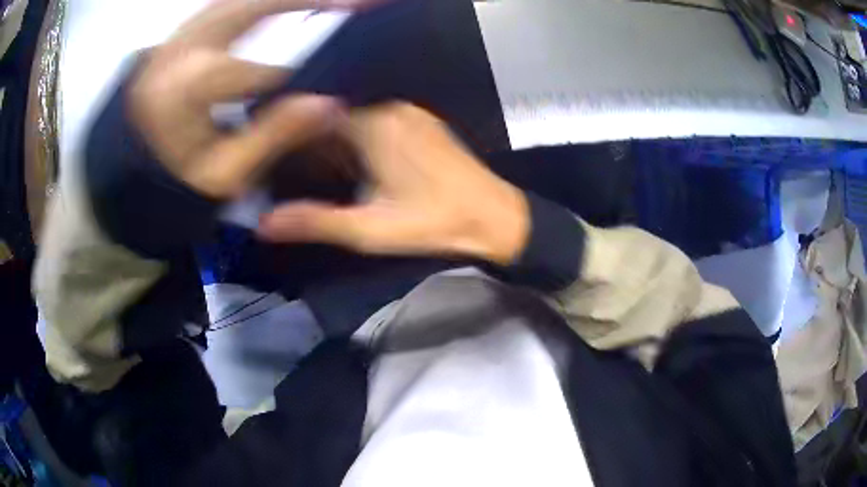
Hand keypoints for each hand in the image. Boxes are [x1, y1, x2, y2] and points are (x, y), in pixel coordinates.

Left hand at [128, 0, 376, 198]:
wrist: (126, 163)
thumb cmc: (172, 176)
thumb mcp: (223, 173)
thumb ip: (272, 136)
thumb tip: (328, 103)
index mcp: (188, 87)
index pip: (261, 70)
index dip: (303, 76)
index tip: (334, 84)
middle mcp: (182, 48)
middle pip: (254, 5)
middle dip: (308, 0)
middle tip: (357, 3)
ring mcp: (177, 34)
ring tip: (331, 0)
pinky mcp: (178, 31)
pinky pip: (225, 2)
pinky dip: (260, 0)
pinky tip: (286, 2)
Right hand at [258, 103, 529, 264]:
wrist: (494, 217)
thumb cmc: (432, 223)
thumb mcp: (368, 229)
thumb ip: (314, 222)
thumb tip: (264, 224)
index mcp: (374, 124)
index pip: (316, 116)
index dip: (294, 138)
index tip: (278, 162)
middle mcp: (391, 108)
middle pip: (336, 116)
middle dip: (315, 143)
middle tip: (296, 173)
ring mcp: (411, 113)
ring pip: (357, 118)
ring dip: (338, 142)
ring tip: (322, 173)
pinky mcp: (424, 124)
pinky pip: (380, 122)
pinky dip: (361, 140)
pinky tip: (358, 167)